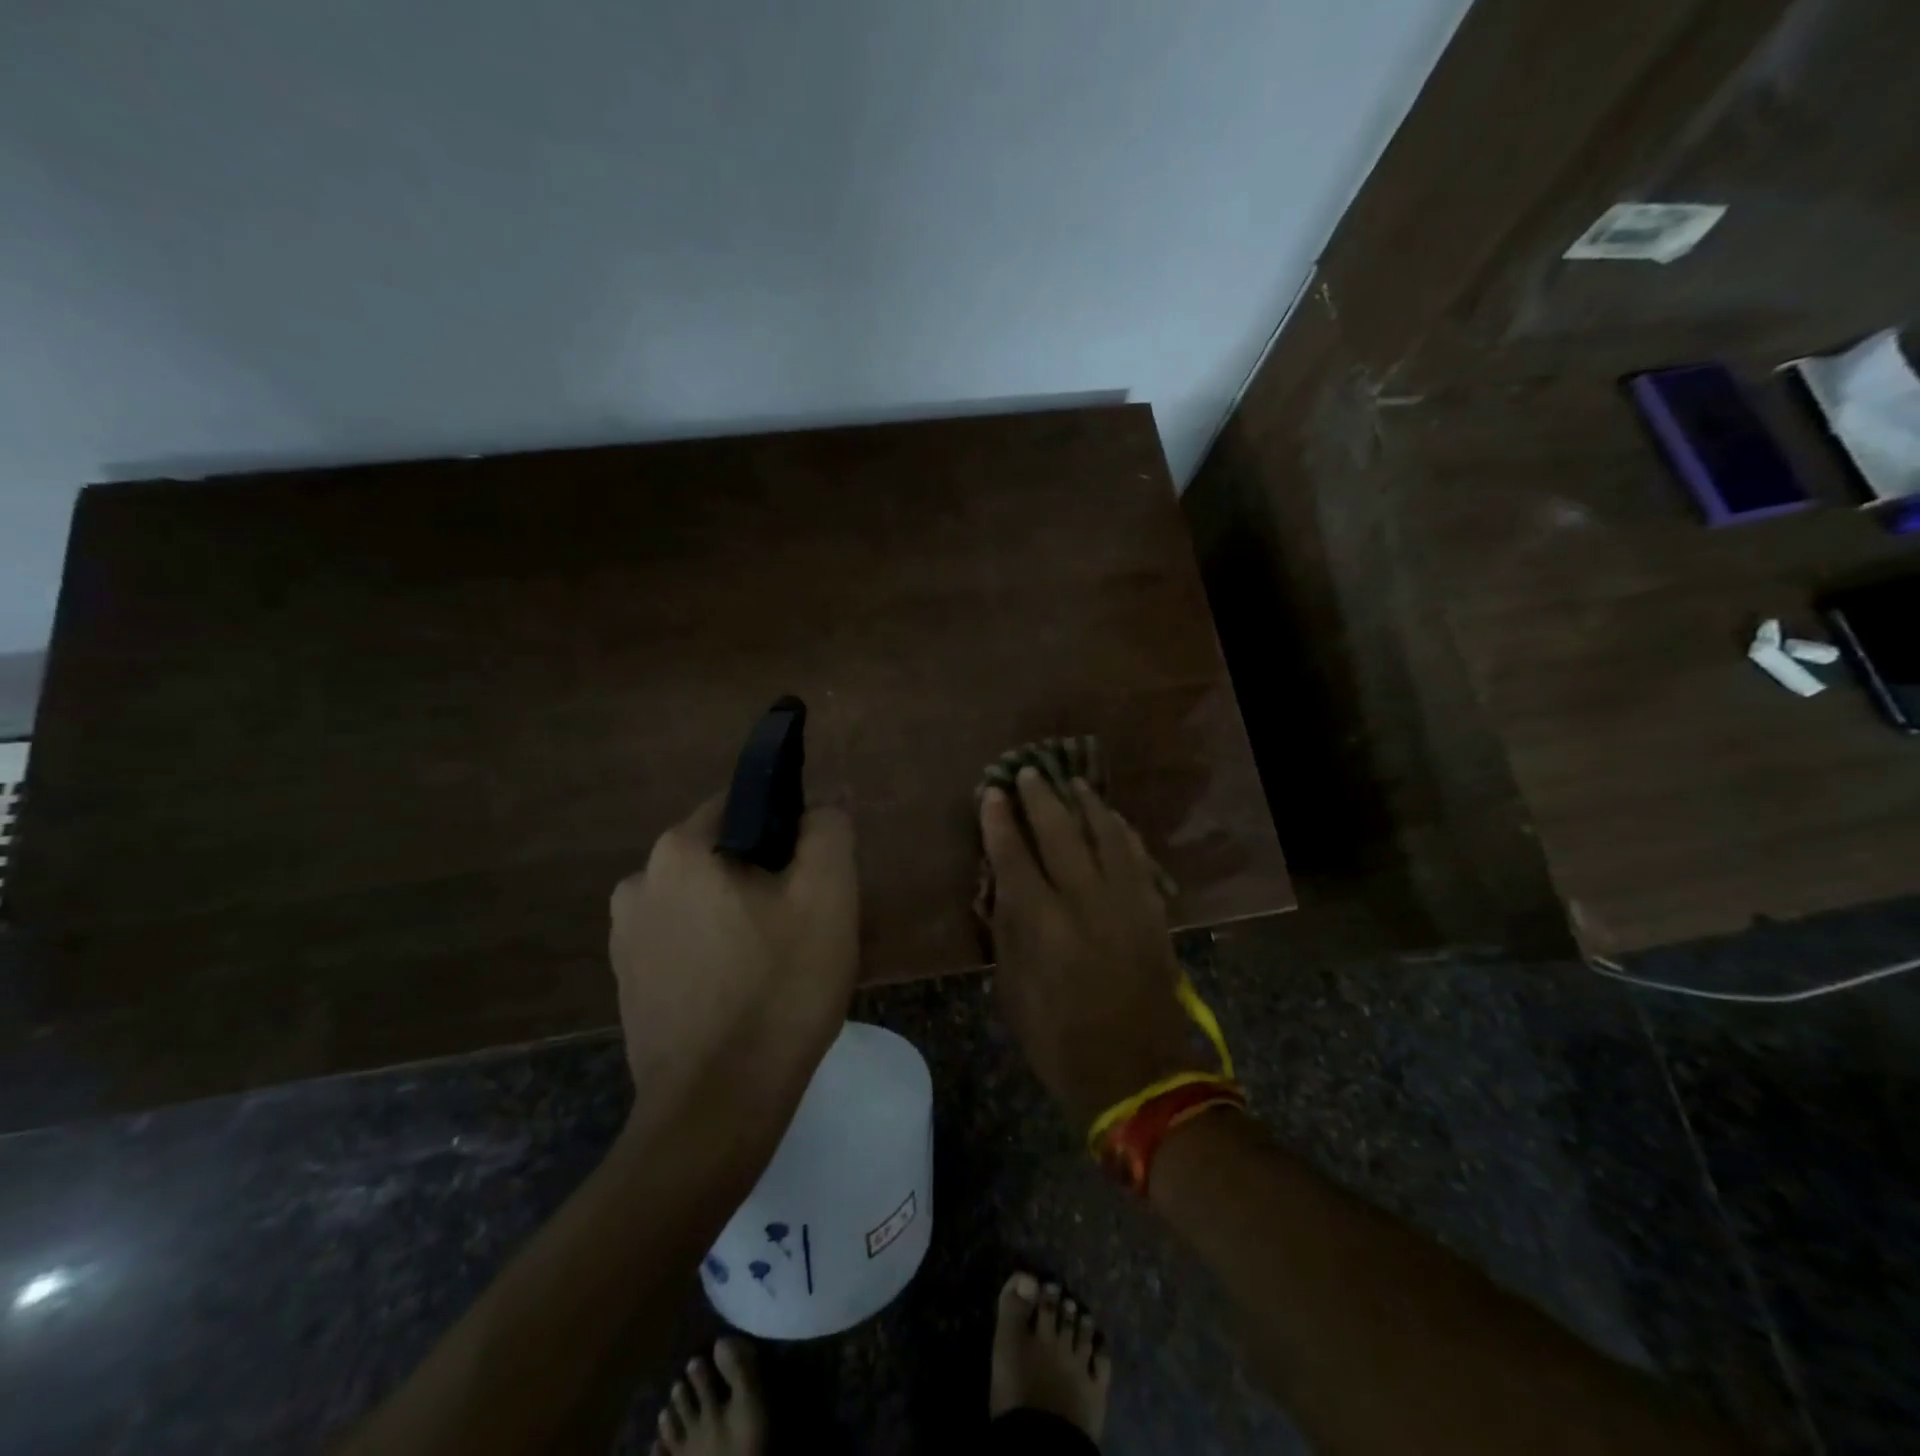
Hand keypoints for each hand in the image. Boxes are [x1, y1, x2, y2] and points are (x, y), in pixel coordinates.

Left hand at [609, 795, 858, 1148]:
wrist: (716, 1109)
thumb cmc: (779, 990)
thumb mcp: (827, 897)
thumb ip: (829, 830)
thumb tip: (826, 800)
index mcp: (680, 851)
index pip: (744, 804)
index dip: (790, 827)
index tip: (818, 872)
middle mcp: (639, 882)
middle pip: (724, 855)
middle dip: (768, 876)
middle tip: (810, 922)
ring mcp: (625, 938)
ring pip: (706, 900)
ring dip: (743, 915)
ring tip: (782, 961)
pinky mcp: (628, 984)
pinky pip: (686, 942)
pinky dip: (718, 950)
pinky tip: (747, 990)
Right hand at [981, 768, 1199, 1130]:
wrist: (1136, 1072)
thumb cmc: (1060, 1040)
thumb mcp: (1013, 992)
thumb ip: (1006, 932)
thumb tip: (1001, 887)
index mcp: (1042, 923)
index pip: (1013, 855)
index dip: (1000, 821)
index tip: (992, 793)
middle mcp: (1083, 899)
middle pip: (1060, 831)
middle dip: (1041, 797)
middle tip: (1029, 772)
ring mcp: (1124, 900)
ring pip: (1105, 833)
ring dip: (1086, 803)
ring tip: (1073, 783)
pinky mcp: (1152, 909)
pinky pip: (1137, 855)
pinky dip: (1122, 831)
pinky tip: (1114, 818)